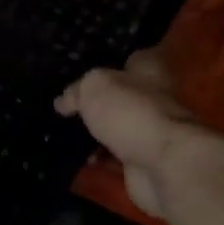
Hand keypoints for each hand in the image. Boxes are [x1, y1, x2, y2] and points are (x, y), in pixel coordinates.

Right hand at [55, 49, 207, 218]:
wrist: (162, 166)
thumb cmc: (131, 112)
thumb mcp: (93, 87)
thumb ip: (76, 91)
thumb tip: (62, 102)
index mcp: (149, 70)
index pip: (131, 57)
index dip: (109, 61)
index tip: (84, 67)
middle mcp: (153, 99)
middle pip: (121, 95)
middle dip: (96, 101)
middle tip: (64, 103)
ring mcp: (148, 133)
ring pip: (115, 127)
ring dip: (94, 132)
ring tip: (61, 130)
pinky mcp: (141, 162)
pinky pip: (113, 156)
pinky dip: (96, 157)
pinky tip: (74, 157)